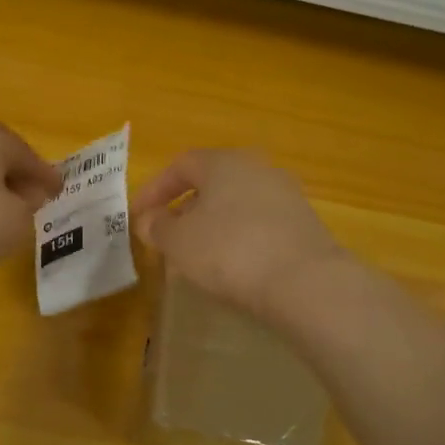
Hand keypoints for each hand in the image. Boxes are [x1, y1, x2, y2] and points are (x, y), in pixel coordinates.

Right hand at [131, 149, 350, 321]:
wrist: (306, 282)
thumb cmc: (229, 251)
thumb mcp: (178, 242)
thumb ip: (157, 227)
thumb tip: (150, 220)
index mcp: (223, 161)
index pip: (180, 165)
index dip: (154, 190)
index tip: (138, 217)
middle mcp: (257, 168)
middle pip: (211, 182)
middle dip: (184, 208)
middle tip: (166, 235)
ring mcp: (286, 195)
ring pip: (236, 203)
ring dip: (212, 224)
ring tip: (196, 255)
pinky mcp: (304, 224)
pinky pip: (258, 224)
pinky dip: (238, 238)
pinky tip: (232, 266)